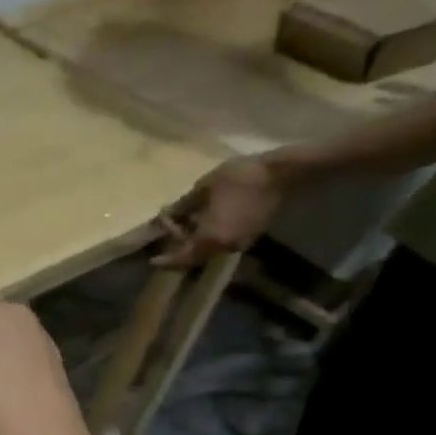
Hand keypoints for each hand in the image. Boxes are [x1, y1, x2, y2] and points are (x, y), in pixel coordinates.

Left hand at [153, 155, 284, 267]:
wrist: (282, 172)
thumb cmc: (238, 178)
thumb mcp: (202, 188)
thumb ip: (182, 206)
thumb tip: (167, 215)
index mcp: (211, 237)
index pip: (183, 257)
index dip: (167, 261)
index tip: (153, 262)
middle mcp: (225, 246)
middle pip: (195, 255)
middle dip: (178, 245)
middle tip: (167, 228)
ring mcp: (240, 242)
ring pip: (208, 249)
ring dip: (192, 240)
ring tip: (180, 222)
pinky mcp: (251, 235)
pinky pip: (221, 241)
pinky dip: (207, 236)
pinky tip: (200, 219)